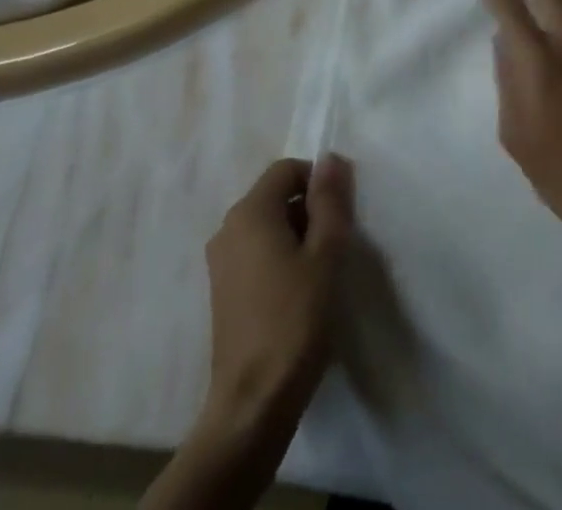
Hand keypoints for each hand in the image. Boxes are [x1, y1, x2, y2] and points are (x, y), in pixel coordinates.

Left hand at [201, 155, 352, 434]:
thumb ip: (329, 200)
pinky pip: (255, 253)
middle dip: (309, 210)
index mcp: (250, 211)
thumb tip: (330, 158)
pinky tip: (298, 294)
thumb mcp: (325, 253)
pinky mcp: (222, 291)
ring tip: (320, 272)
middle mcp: (228, 228)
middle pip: (275, 196)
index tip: (341, 214)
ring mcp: (220, 262)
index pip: (287, 170)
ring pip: (267, 226)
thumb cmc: (295, 320)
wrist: (252, 403)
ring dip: (296, 236)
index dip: (318, 182)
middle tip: (335, 245)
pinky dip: (279, 258)